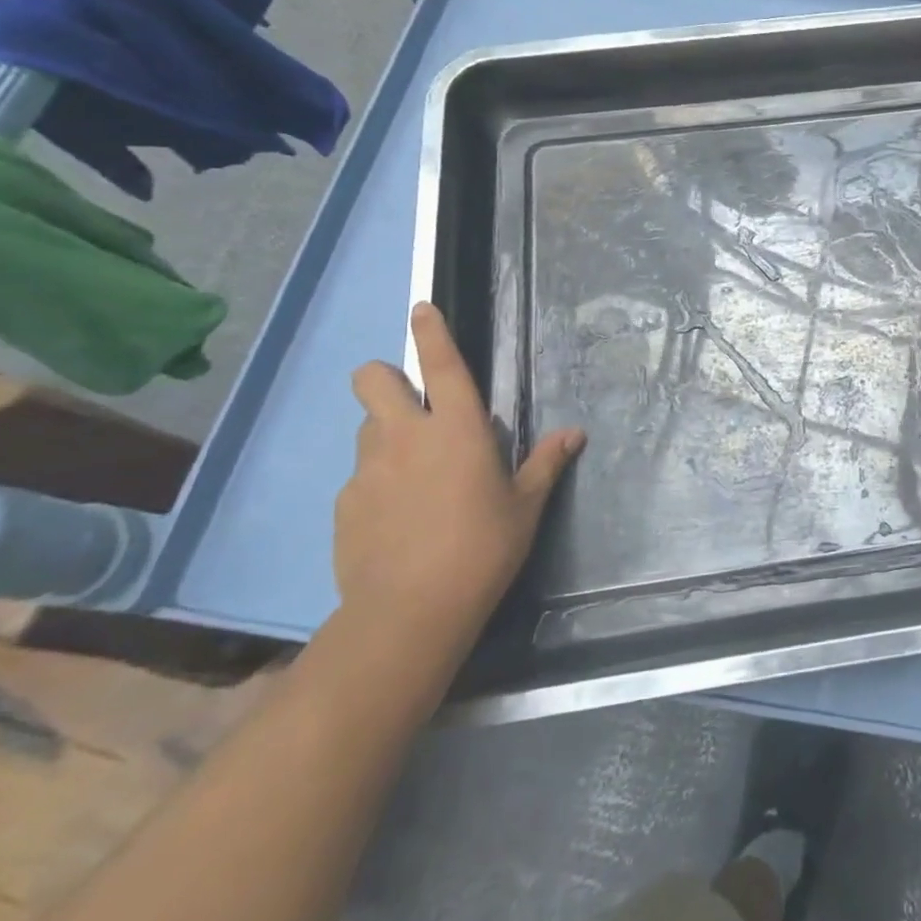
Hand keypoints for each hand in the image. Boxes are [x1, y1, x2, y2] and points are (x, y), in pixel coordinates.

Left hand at [335, 303, 584, 644]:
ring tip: (413, 474)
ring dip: (387, 434)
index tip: (422, 308)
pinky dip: (378, 483)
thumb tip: (575, 433)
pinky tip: (397, 520)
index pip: (441, 363)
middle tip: (412, 407)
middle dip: (385, 378)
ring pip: (367, 427)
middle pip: (373, 379)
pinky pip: (361, 476)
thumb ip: (546, 463)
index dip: (431, 330)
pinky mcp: (345, 503)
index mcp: (457, 429)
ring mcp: (368, 469)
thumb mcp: (526, 506)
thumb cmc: (483, 548)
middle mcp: (406, 436)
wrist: (410, 611)